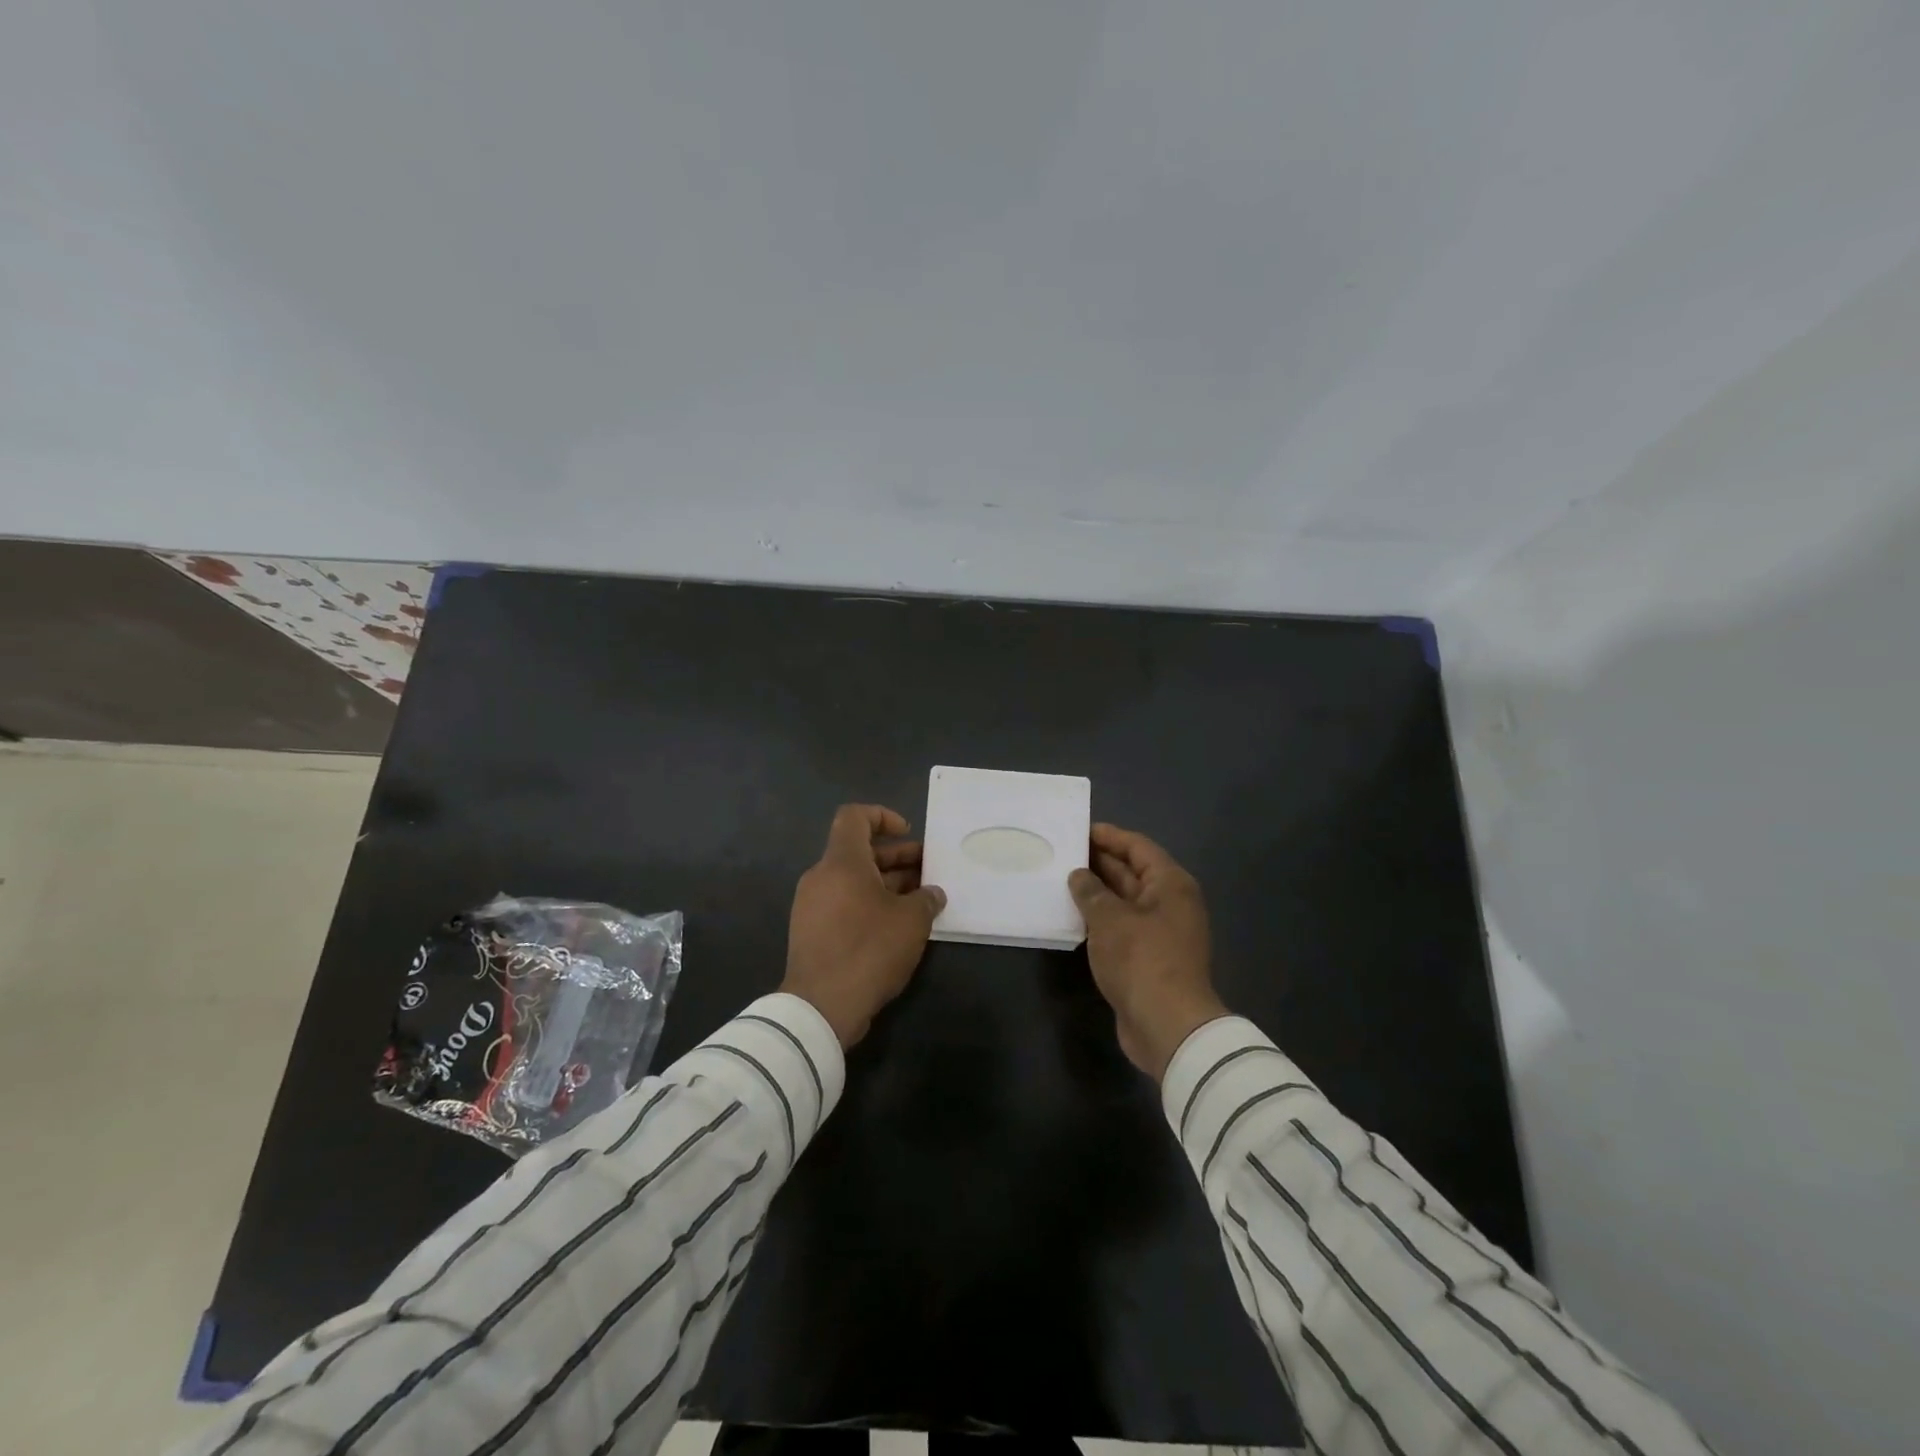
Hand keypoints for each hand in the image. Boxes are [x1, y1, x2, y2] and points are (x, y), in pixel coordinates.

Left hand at [782, 804, 946, 1048]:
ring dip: (886, 883)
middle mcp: (821, 876)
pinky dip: (869, 904)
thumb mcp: (911, 921)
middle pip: (858, 851)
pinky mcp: (811, 931)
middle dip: (896, 856)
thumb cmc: (869, 950)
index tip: (908, 833)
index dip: (882, 816)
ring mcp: (812, 905)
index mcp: (842, 862)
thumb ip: (926, 899)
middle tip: (928, 870)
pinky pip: (843, 903)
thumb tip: (932, 893)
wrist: (820, 1007)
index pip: (854, 817)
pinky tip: (897, 926)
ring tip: (920, 899)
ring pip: (852, 880)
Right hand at [1069, 823, 1227, 1080]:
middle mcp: (1170, 903)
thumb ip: (1091, 892)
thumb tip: (1079, 875)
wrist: (1168, 1026)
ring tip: (1061, 881)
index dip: (1109, 836)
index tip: (1078, 830)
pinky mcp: (1149, 958)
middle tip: (1062, 853)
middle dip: (1099, 862)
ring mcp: (1161, 932)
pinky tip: (1074, 917)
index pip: (1137, 847)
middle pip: (1132, 872)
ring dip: (1097, 892)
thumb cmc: (1142, 960)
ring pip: (1124, 901)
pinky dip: (1100, 919)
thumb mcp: (1110, 919)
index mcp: (1170, 884)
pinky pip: (1122, 927)